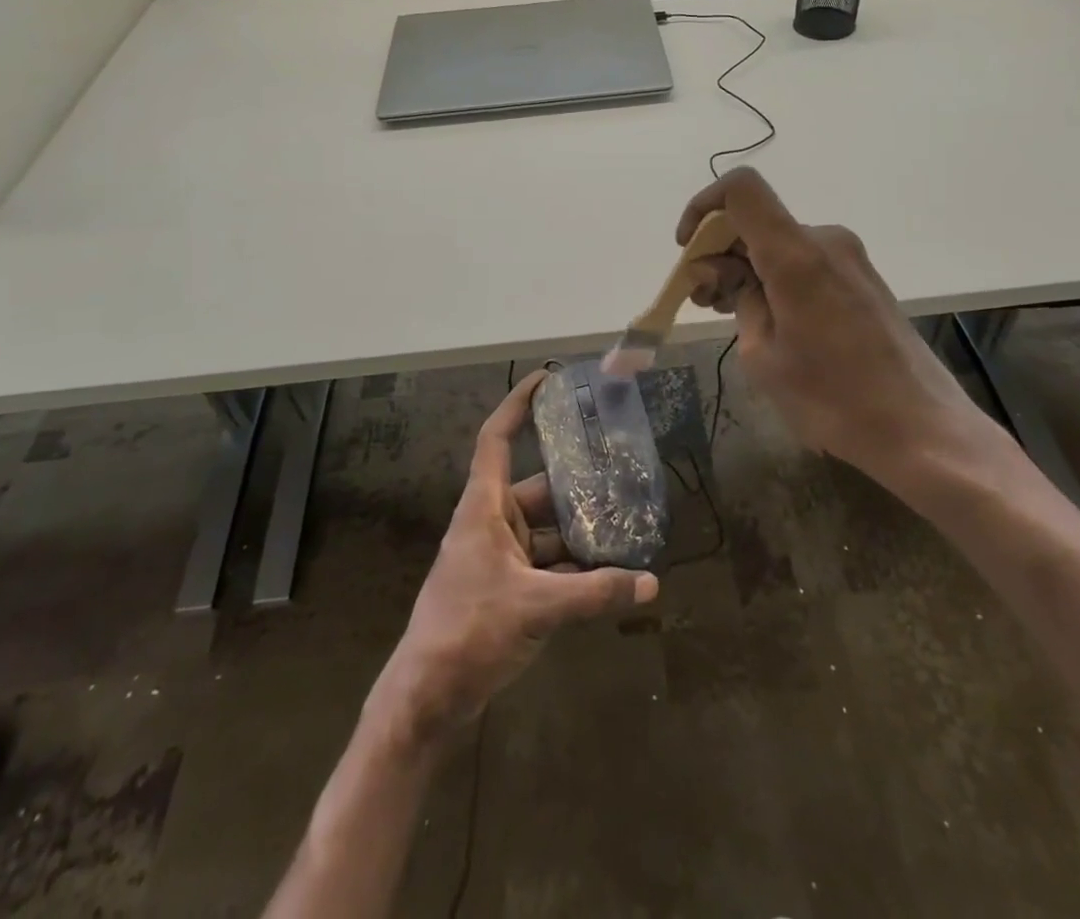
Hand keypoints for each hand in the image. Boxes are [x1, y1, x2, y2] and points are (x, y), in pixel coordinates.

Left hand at [370, 373, 658, 741]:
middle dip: (578, 484)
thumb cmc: (469, 631)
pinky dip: (575, 567)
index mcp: (484, 507)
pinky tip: (612, 575)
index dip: (519, 403)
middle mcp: (491, 523)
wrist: (426, 699)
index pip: (497, 438)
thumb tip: (653, 583)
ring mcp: (498, 558)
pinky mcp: (506, 589)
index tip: (549, 379)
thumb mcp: (538, 608)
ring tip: (629, 524)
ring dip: (582, 532)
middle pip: (539, 488)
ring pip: (548, 530)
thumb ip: (596, 593)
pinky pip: (547, 564)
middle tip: (623, 472)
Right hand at [679, 167, 1008, 486]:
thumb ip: (739, 300)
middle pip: (756, 220)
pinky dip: (774, 277)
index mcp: (796, 254)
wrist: (921, 429)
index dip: (703, 206)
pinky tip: (767, 318)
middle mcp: (825, 241)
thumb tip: (727, 274)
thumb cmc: (833, 398)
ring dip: (746, 268)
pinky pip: (804, 260)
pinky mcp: (862, 278)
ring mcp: (849, 258)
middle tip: (703, 300)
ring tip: (728, 313)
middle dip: (719, 252)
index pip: (741, 188)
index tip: (688, 249)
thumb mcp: (763, 356)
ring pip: (779, 243)